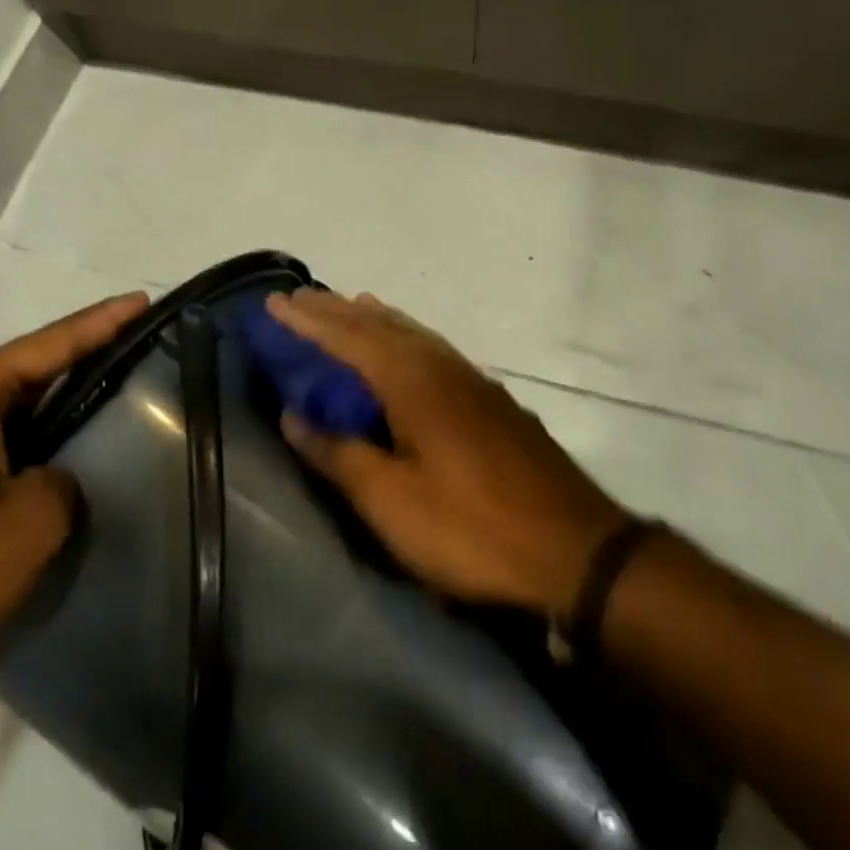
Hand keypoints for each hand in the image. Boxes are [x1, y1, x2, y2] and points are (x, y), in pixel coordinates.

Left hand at [0, 291, 148, 696]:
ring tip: (122, 372)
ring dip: (65, 390)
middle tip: (144, 334)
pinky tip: (77, 433)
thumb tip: (53, 478)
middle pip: (32, 364)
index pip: (48, 346)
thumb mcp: (33, 521)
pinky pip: (5, 432)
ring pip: (18, 400)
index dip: (102, 323)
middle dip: (87, 349)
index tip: (144, 300)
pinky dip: (43, 428)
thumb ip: (64, 479)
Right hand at [267, 289, 628, 614]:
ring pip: (415, 334)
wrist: (575, 551)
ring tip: (351, 306)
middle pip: (382, 326)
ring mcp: (475, 383)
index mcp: (414, 383)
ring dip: (377, 319)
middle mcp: (444, 368)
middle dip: (338, 311)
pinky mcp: (494, 403)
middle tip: (302, 298)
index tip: (274, 302)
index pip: (348, 338)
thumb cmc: (471, 529)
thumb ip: (340, 453)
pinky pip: (437, 351)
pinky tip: (409, 351)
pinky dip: (408, 338)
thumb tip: (293, 416)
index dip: (308, 321)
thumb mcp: (391, 501)